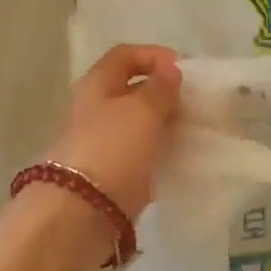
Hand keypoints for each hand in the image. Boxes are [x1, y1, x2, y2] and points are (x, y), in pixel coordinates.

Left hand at [41, 43, 182, 224]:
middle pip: (130, 90)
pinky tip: (178, 159)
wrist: (78, 215)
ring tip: (191, 132)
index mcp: (97, 84)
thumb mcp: (143, 110)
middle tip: (193, 104)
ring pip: (136, 124)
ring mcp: (99, 143)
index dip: (154, 55)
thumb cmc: (111, 149)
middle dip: (163, 94)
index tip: (183, 71)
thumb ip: (160, 88)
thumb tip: (169, 69)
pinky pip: (138, 154)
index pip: (125, 55)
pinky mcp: (108, 175)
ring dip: (163, 124)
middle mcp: (94, 109)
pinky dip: (157, 153)